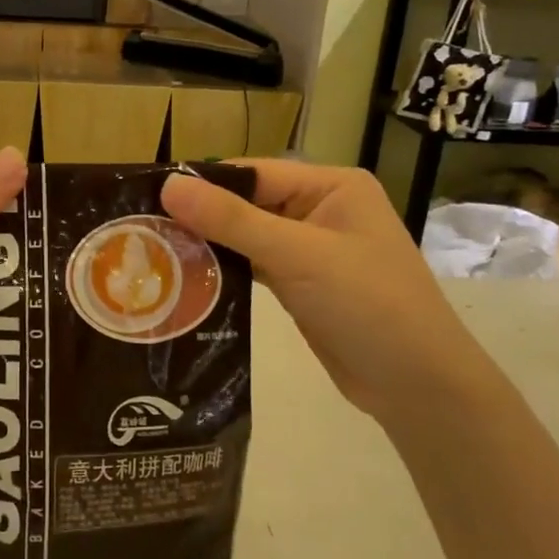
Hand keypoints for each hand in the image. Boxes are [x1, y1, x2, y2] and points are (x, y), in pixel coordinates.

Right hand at [161, 161, 490, 428]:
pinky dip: (226, 271)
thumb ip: (232, 219)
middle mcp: (322, 210)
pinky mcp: (303, 285)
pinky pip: (255, 266)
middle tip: (142, 229)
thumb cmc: (367, 304)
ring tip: (154, 251)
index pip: (254, 173)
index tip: (148, 197)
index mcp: (332, 186)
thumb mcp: (297, 255)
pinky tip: (187, 278)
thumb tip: (169, 183)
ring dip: (210, 245)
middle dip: (202, 217)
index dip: (204, 183)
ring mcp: (312, 250)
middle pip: (248, 204)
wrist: (417, 385)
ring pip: (248, 237)